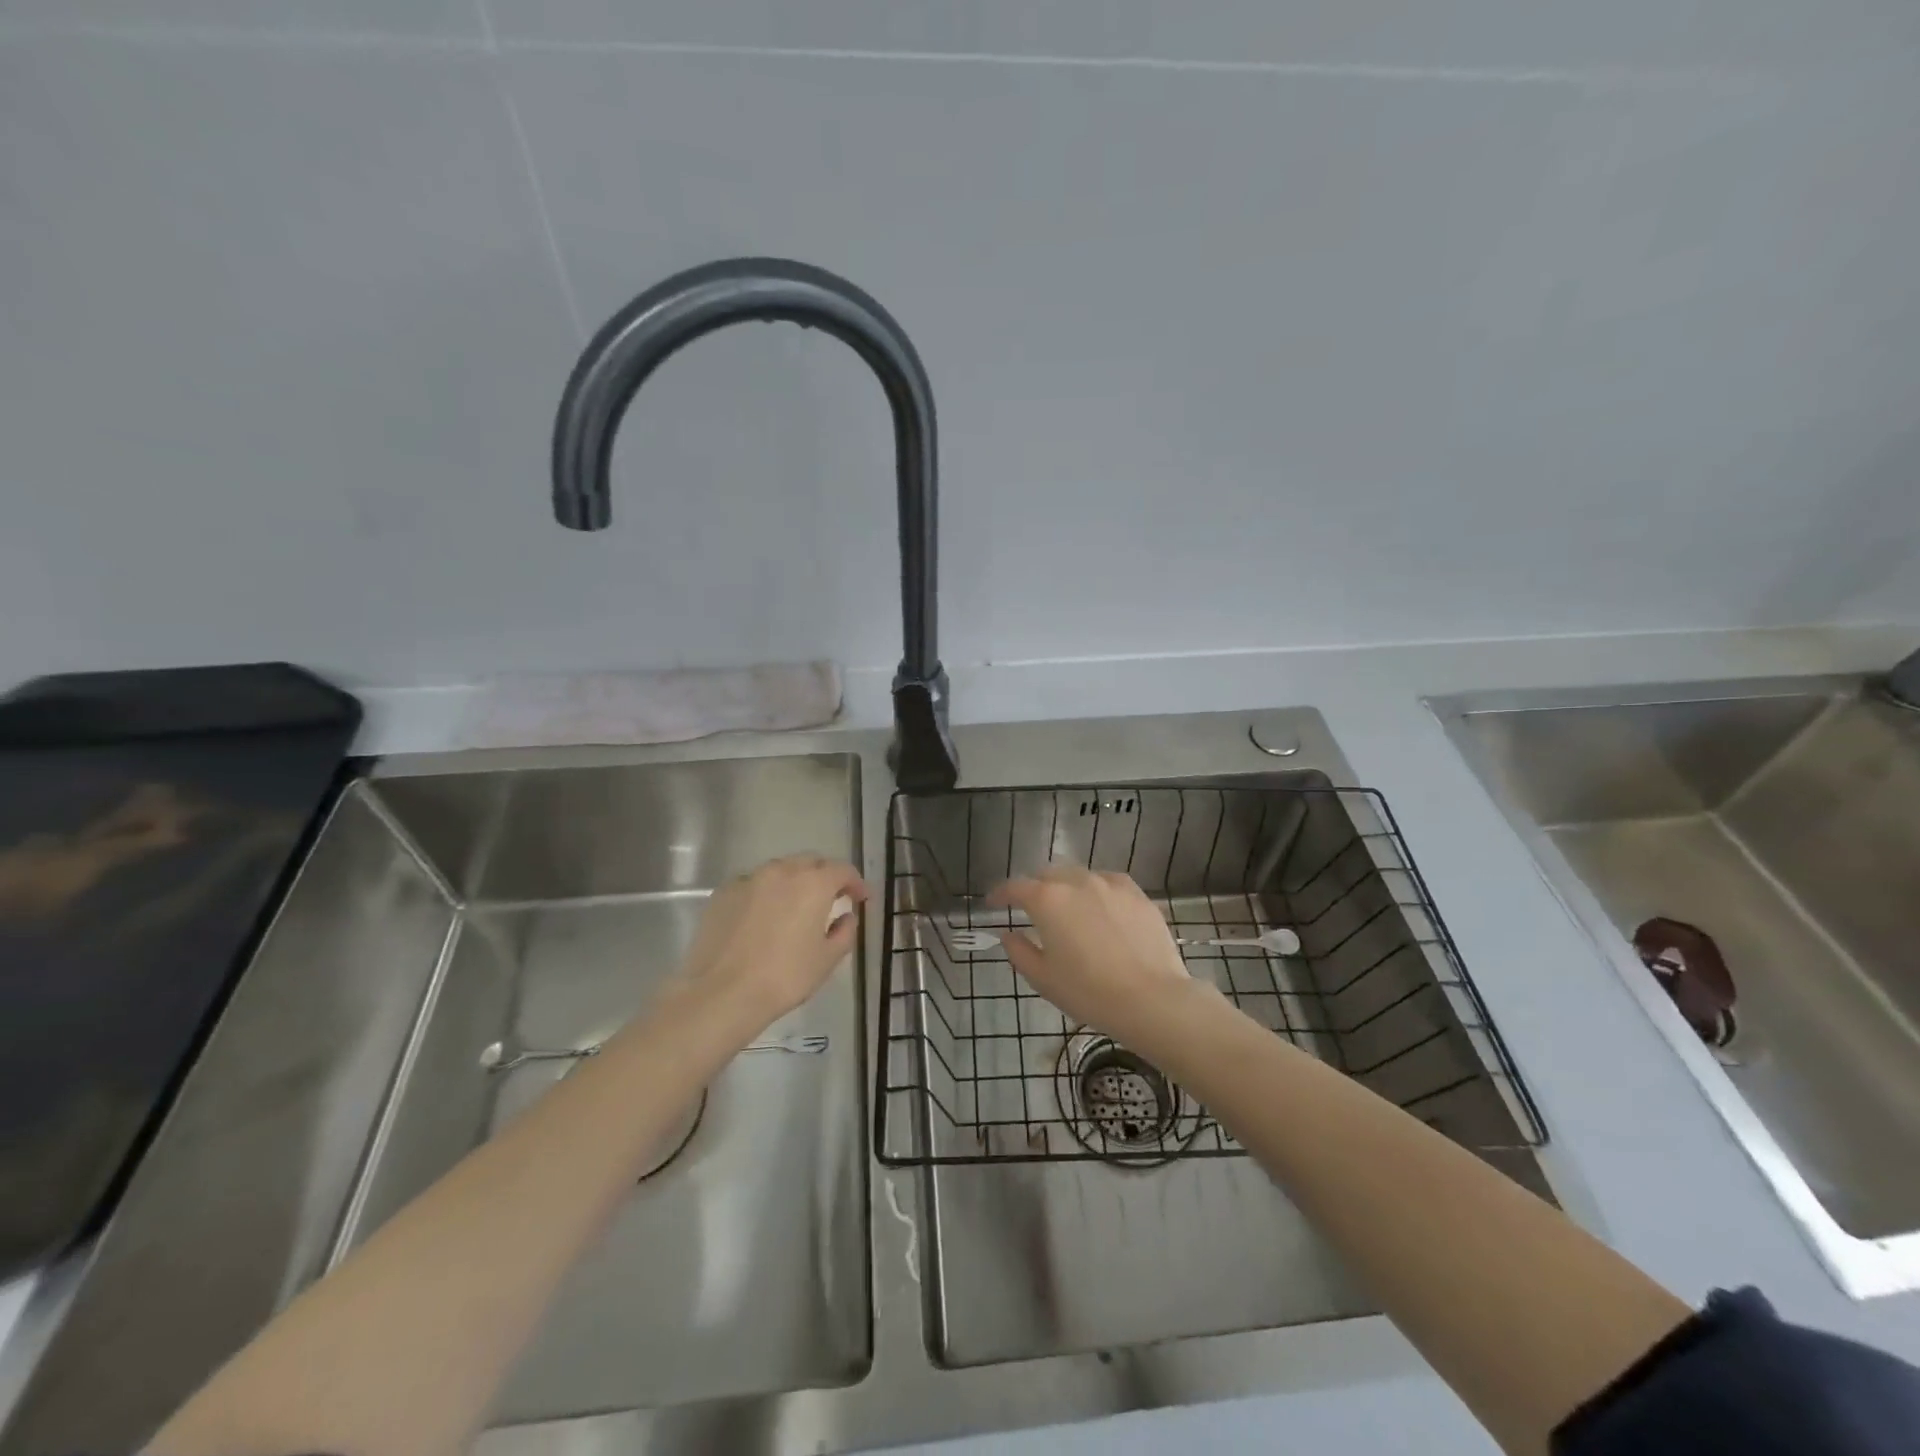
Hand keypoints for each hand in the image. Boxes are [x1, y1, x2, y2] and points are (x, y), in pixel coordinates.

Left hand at [677, 855, 867, 1033]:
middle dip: (824, 877)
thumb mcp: (827, 959)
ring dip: (793, 882)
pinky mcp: (723, 892)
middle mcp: (782, 871)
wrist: (722, 993)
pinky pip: (752, 885)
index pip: (843, 870)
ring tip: (794, 908)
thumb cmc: (785, 977)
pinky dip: (764, 894)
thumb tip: (845, 916)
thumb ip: (845, 932)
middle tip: (830, 899)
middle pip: (810, 863)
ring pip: (779, 871)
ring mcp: (749, 879)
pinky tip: (761, 918)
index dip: (856, 883)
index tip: (861, 898)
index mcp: (814, 883)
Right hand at [989, 867, 1195, 1050]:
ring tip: (1067, 906)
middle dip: (1034, 886)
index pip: (1015, 887)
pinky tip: (1100, 906)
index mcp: (1048, 900)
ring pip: (1078, 874)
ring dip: (1066, 886)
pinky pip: (1108, 882)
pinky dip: (1096, 889)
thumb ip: (1019, 952)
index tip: (994, 902)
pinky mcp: (1137, 893)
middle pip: (1047, 874)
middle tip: (1031, 906)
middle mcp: (1077, 881)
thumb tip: (1008, 934)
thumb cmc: (1089, 992)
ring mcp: (1110, 884)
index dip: (1001, 893)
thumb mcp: (1043, 979)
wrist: (1152, 999)